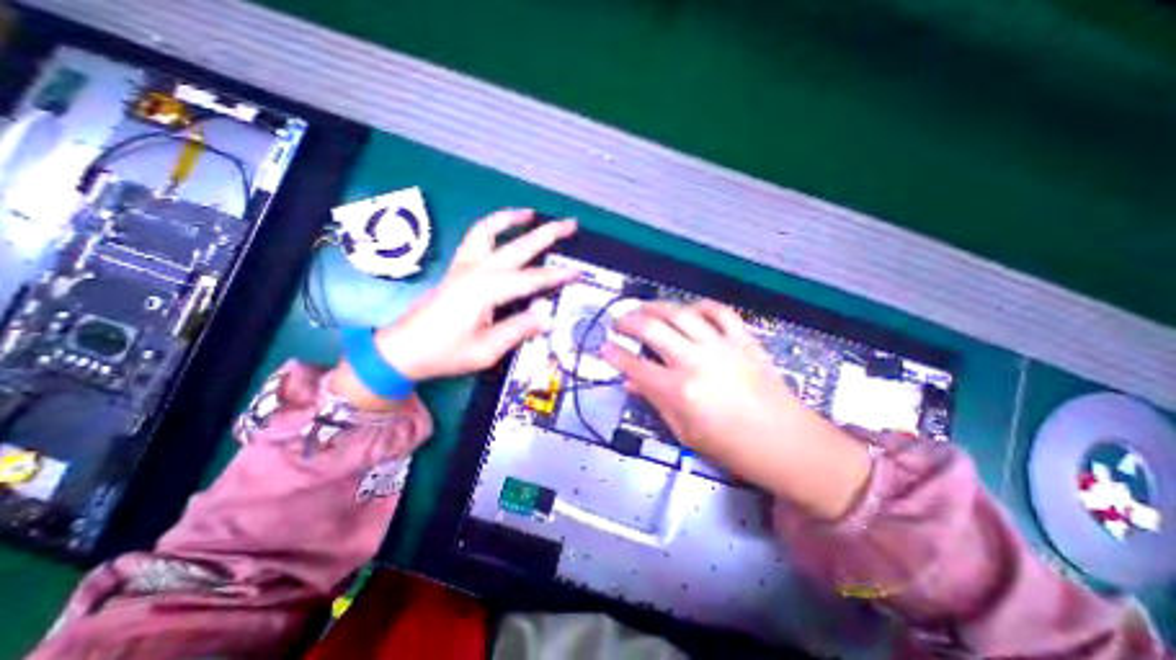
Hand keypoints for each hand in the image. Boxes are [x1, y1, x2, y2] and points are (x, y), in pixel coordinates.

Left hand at [376, 209, 576, 378]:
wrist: (402, 350)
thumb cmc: (444, 352)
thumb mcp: (486, 350)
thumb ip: (518, 329)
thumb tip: (547, 318)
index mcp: (485, 290)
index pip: (531, 280)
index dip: (556, 276)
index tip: (577, 272)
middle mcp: (476, 271)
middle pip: (518, 246)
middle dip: (547, 234)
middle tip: (570, 224)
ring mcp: (464, 266)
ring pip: (489, 231)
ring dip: (511, 219)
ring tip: (531, 213)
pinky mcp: (457, 269)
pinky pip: (475, 238)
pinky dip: (491, 227)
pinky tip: (502, 229)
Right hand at [605, 298, 871, 520]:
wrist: (788, 444)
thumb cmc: (733, 448)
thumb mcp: (686, 433)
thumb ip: (656, 402)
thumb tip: (633, 384)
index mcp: (680, 390)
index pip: (635, 366)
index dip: (615, 355)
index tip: (604, 347)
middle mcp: (696, 361)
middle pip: (652, 329)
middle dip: (628, 321)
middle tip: (618, 322)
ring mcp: (721, 346)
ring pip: (681, 313)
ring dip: (657, 307)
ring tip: (644, 307)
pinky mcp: (743, 340)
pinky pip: (719, 312)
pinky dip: (700, 306)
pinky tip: (689, 310)